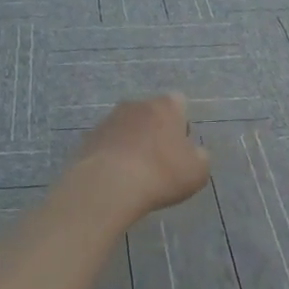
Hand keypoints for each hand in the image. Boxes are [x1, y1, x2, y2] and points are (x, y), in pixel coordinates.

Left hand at [70, 94, 210, 220]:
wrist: (108, 186)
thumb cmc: (161, 173)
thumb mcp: (198, 171)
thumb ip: (200, 156)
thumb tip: (194, 153)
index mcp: (165, 105)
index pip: (178, 102)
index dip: (182, 124)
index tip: (181, 148)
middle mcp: (136, 104)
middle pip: (150, 113)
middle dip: (155, 132)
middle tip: (160, 162)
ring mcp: (109, 119)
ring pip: (127, 128)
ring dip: (132, 143)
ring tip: (135, 174)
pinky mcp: (89, 138)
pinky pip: (108, 144)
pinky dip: (113, 156)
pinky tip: (116, 179)